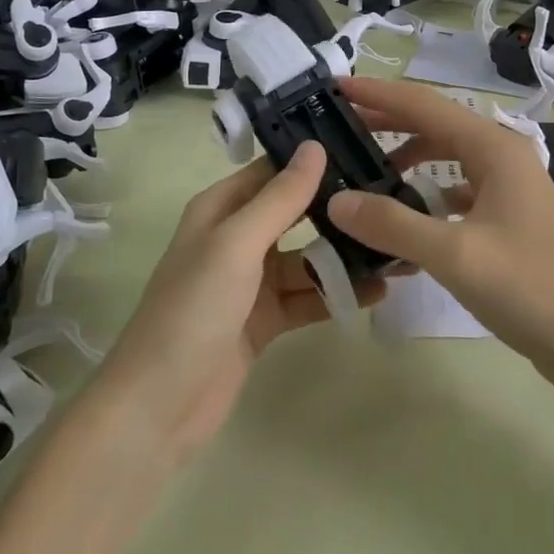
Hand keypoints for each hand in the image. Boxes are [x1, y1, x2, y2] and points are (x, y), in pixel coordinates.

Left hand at [90, 143, 383, 465]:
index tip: (363, 146)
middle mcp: (235, 239)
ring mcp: (250, 282)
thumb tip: (315, 146)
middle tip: (391, 195)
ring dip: (343, 255)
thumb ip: (279, 198)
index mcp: (220, 210)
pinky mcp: (264, 320)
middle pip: (293, 213)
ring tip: (394, 247)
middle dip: (335, 207)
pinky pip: (307, 297)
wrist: (159, 407)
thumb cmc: (193, 310)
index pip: (271, 171)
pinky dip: (336, 294)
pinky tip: (376, 291)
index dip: (311, 158)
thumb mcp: (237, 245)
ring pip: (305, 258)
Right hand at [327, 78, 553, 377]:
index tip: (336, 87)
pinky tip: (409, 214)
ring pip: (448, 157)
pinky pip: (459, 189)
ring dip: (408, 156)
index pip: (424, 105)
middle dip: (388, 121)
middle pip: (435, 124)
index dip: (378, 94)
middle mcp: (502, 156)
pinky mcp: (509, 216)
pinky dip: (428, 193)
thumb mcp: (455, 255)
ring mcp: (509, 187)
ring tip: (367, 170)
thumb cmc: (531, 289)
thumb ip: (393, 224)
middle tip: (340, 126)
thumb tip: (336, 201)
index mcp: (494, 148)